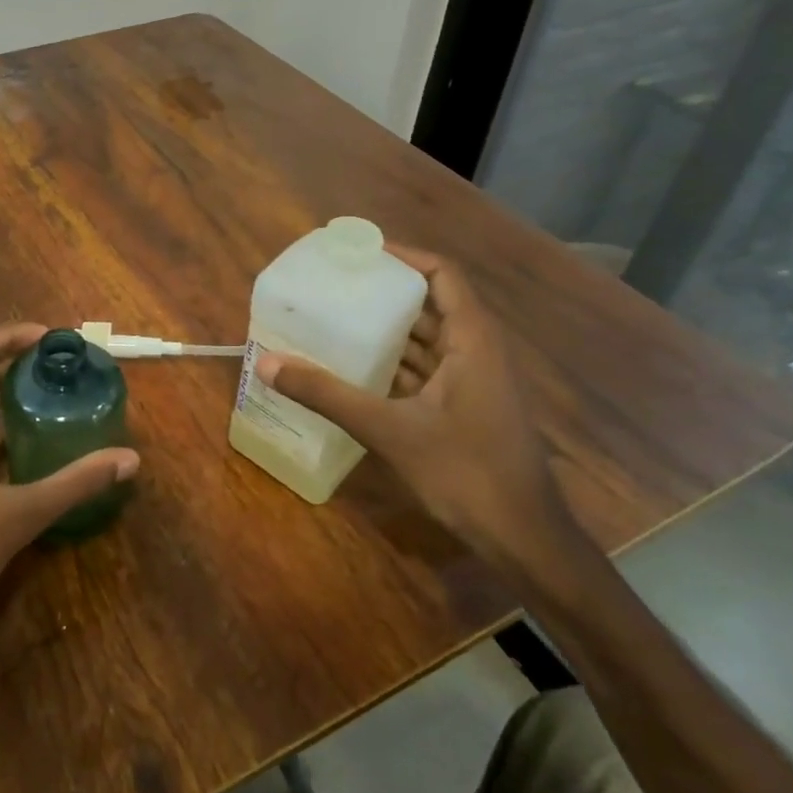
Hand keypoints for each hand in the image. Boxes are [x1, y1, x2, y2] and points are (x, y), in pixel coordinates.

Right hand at [255, 247, 572, 569]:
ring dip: (385, 329)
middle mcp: (477, 350)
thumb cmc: (466, 472)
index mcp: (472, 340)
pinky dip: (392, 363)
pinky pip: (424, 369)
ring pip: (426, 339)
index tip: (358, 252)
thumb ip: (327, 394)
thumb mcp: (389, 430)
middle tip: (334, 284)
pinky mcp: (465, 407)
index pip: (442, 274)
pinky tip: (353, 368)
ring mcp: (473, 381)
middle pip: (430, 303)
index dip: (403, 256)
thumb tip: (268, 364)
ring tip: (334, 317)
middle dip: (383, 291)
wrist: (525, 540)